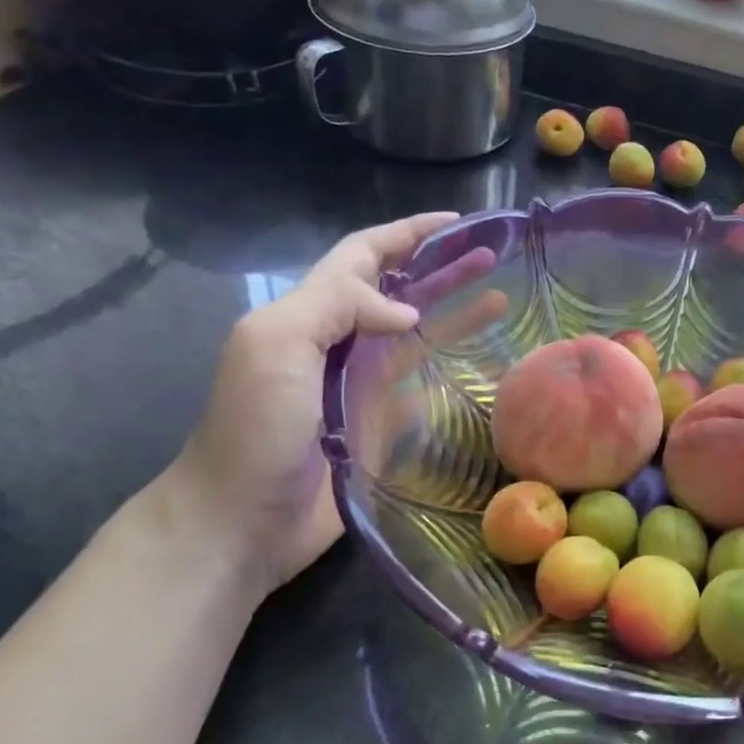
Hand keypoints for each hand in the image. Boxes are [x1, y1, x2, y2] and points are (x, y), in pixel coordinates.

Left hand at [157, 212, 458, 600]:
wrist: (240, 522)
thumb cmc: (255, 427)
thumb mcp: (277, 345)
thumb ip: (338, 306)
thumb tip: (408, 311)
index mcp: (311, 312)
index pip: (364, 254)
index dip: (407, 232)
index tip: (456, 222)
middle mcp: (341, 340)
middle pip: (400, 289)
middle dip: (443, 266)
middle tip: (493, 255)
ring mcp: (362, 383)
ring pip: (418, 333)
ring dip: (456, 311)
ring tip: (502, 298)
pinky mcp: (380, 422)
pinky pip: (422, 383)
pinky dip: (450, 366)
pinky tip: (483, 360)